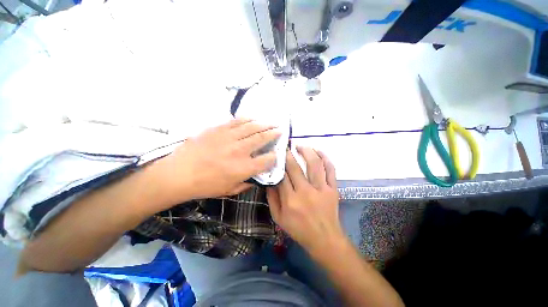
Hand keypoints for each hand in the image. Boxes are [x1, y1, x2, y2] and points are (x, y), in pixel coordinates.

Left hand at [157, 118, 279, 203]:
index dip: (274, 157)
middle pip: (262, 139)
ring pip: (251, 127)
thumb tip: (256, 178)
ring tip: (272, 122)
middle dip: (274, 134)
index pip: (267, 160)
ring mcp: (228, 138)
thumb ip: (246, 184)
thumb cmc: (205, 185)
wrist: (178, 174)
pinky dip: (247, 119)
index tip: (276, 154)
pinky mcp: (218, 129)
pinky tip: (253, 118)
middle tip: (281, 130)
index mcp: (244, 168)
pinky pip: (236, 121)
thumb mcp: (229, 190)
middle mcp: (240, 151)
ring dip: (264, 124)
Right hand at [267, 147, 341, 252]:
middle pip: (295, 167)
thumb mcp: (278, 218)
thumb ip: (272, 198)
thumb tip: (270, 180)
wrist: (324, 239)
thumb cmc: (299, 230)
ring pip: (315, 164)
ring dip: (307, 151)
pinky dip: (325, 158)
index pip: (282, 175)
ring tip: (300, 146)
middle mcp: (306, 192)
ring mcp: (321, 189)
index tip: (276, 155)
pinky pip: (331, 170)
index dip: (278, 163)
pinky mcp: (333, 189)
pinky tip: (319, 151)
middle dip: (289, 154)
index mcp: (290, 200)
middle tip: (286, 147)